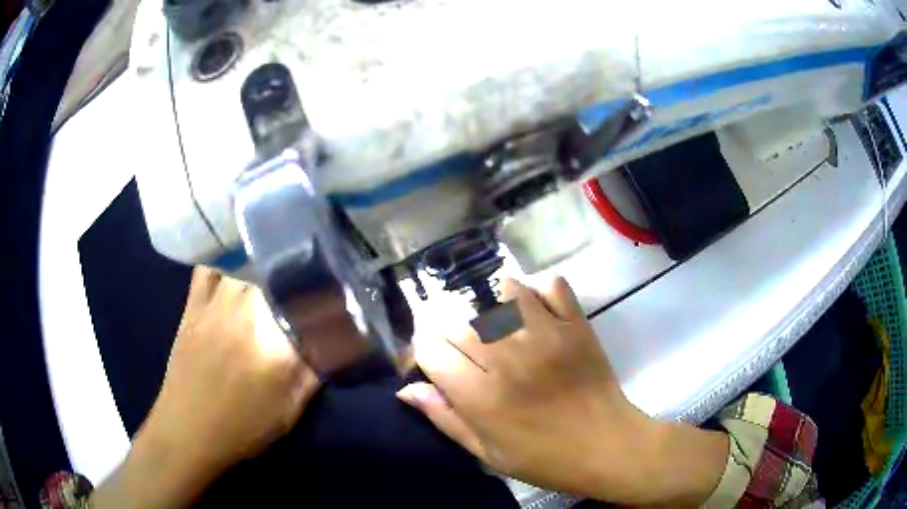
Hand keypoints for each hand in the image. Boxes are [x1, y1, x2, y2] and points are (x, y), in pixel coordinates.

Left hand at [92, 267, 320, 507]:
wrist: (188, 430)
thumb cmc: (243, 427)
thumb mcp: (290, 409)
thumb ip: (315, 371)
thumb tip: (337, 339)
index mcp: (276, 340)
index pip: (313, 302)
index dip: (329, 294)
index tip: (337, 297)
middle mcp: (247, 310)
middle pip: (281, 274)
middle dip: (299, 276)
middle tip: (308, 284)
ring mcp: (216, 302)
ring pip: (248, 264)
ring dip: (265, 264)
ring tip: (277, 268)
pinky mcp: (194, 303)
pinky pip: (210, 268)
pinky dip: (225, 264)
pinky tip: (234, 269)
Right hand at [397, 277, 726, 504]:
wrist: (608, 446)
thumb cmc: (544, 458)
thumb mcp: (487, 452)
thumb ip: (445, 418)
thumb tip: (407, 389)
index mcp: (481, 396)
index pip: (430, 350)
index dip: (422, 352)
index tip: (432, 361)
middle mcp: (507, 358)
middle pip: (457, 320)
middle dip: (448, 331)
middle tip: (463, 347)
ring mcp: (546, 334)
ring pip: (500, 292)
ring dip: (490, 305)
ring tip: (495, 325)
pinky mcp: (576, 324)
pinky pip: (551, 285)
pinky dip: (538, 290)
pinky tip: (534, 310)